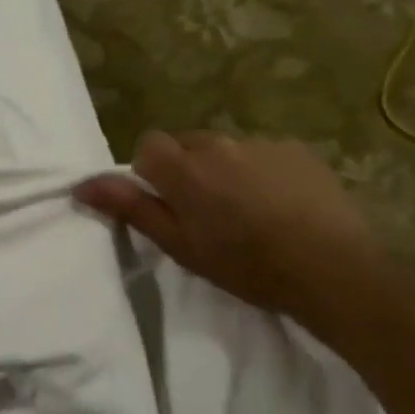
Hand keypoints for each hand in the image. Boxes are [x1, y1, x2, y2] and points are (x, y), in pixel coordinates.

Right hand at [73, 131, 381, 317]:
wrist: (333, 269)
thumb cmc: (246, 265)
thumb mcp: (180, 245)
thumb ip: (131, 208)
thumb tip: (82, 184)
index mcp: (184, 169)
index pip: (148, 145)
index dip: (152, 173)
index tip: (168, 203)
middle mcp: (219, 144)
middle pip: (187, 145)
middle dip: (189, 170)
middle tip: (208, 212)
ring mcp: (262, 144)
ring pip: (227, 150)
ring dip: (227, 171)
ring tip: (250, 211)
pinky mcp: (297, 150)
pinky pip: (264, 153)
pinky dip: (263, 172)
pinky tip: (282, 205)